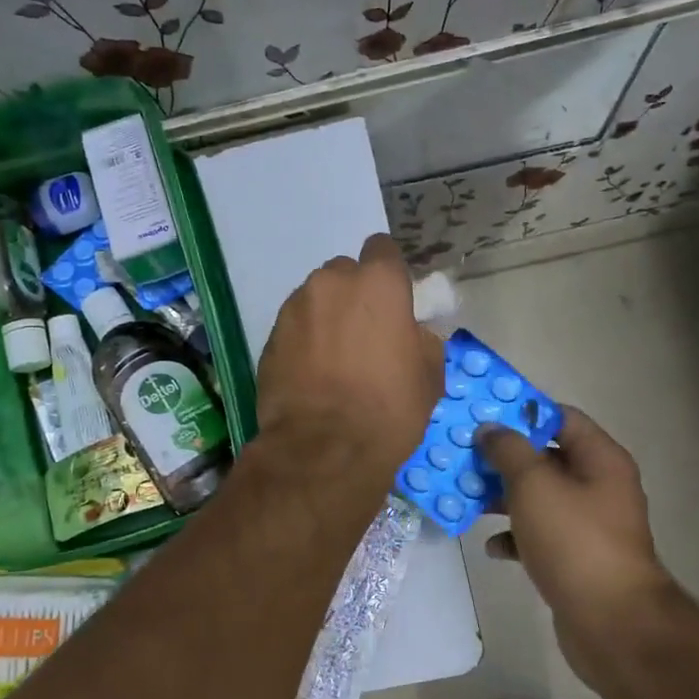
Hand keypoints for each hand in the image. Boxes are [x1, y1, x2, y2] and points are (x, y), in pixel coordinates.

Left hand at [256, 235, 443, 484]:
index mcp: (378, 282)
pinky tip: (311, 373)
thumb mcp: (429, 375)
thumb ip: (422, 339)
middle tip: (363, 334)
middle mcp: (332, 282)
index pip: (383, 250)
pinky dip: (303, 340)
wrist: (324, 448)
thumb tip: (412, 332)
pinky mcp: (269, 335)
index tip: (392, 301)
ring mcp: (295, 307)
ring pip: (316, 299)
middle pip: (345, 274)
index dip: (388, 273)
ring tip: (333, 359)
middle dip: (354, 296)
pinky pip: (294, 326)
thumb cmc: (388, 409)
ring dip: (326, 317)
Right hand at [478, 408, 677, 682]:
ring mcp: (588, 525)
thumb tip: (491, 429)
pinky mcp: (576, 558)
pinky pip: (539, 535)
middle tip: (464, 456)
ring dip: (502, 497)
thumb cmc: (573, 540)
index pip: (560, 417)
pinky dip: (515, 536)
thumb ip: (509, 450)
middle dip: (504, 458)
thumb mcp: (534, 484)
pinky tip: (491, 546)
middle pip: (546, 458)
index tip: (482, 416)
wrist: (611, 622)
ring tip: (466, 497)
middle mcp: (598, 486)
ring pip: (538, 498)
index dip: (522, 412)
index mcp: (600, 459)